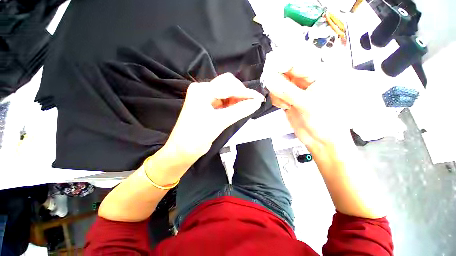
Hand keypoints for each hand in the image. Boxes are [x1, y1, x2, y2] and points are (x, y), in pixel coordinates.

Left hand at [164, 73, 264, 162]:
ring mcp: (204, 97)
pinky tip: (238, 109)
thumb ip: (239, 110)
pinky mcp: (207, 105)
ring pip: (226, 92)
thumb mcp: (220, 122)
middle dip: (241, 93)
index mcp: (202, 90)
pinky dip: (232, 104)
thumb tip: (257, 102)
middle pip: (227, 85)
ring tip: (247, 107)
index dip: (245, 92)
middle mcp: (202, 90)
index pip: (228, 86)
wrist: (182, 150)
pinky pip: (223, 100)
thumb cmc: (197, 136)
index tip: (259, 99)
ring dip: (237, 98)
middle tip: (252, 103)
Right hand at [266, 68, 354, 150]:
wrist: (321, 139)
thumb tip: (271, 80)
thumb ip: (288, 91)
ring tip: (286, 103)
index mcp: (318, 76)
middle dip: (278, 81)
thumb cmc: (326, 122)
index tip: (270, 69)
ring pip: (278, 84)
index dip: (282, 64)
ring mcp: (296, 91)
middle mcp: (306, 81)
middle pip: (285, 72)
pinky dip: (277, 100)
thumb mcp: (308, 104)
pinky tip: (284, 106)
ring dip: (278, 93)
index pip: (296, 63)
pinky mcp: (289, 100)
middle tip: (274, 88)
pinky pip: (277, 95)